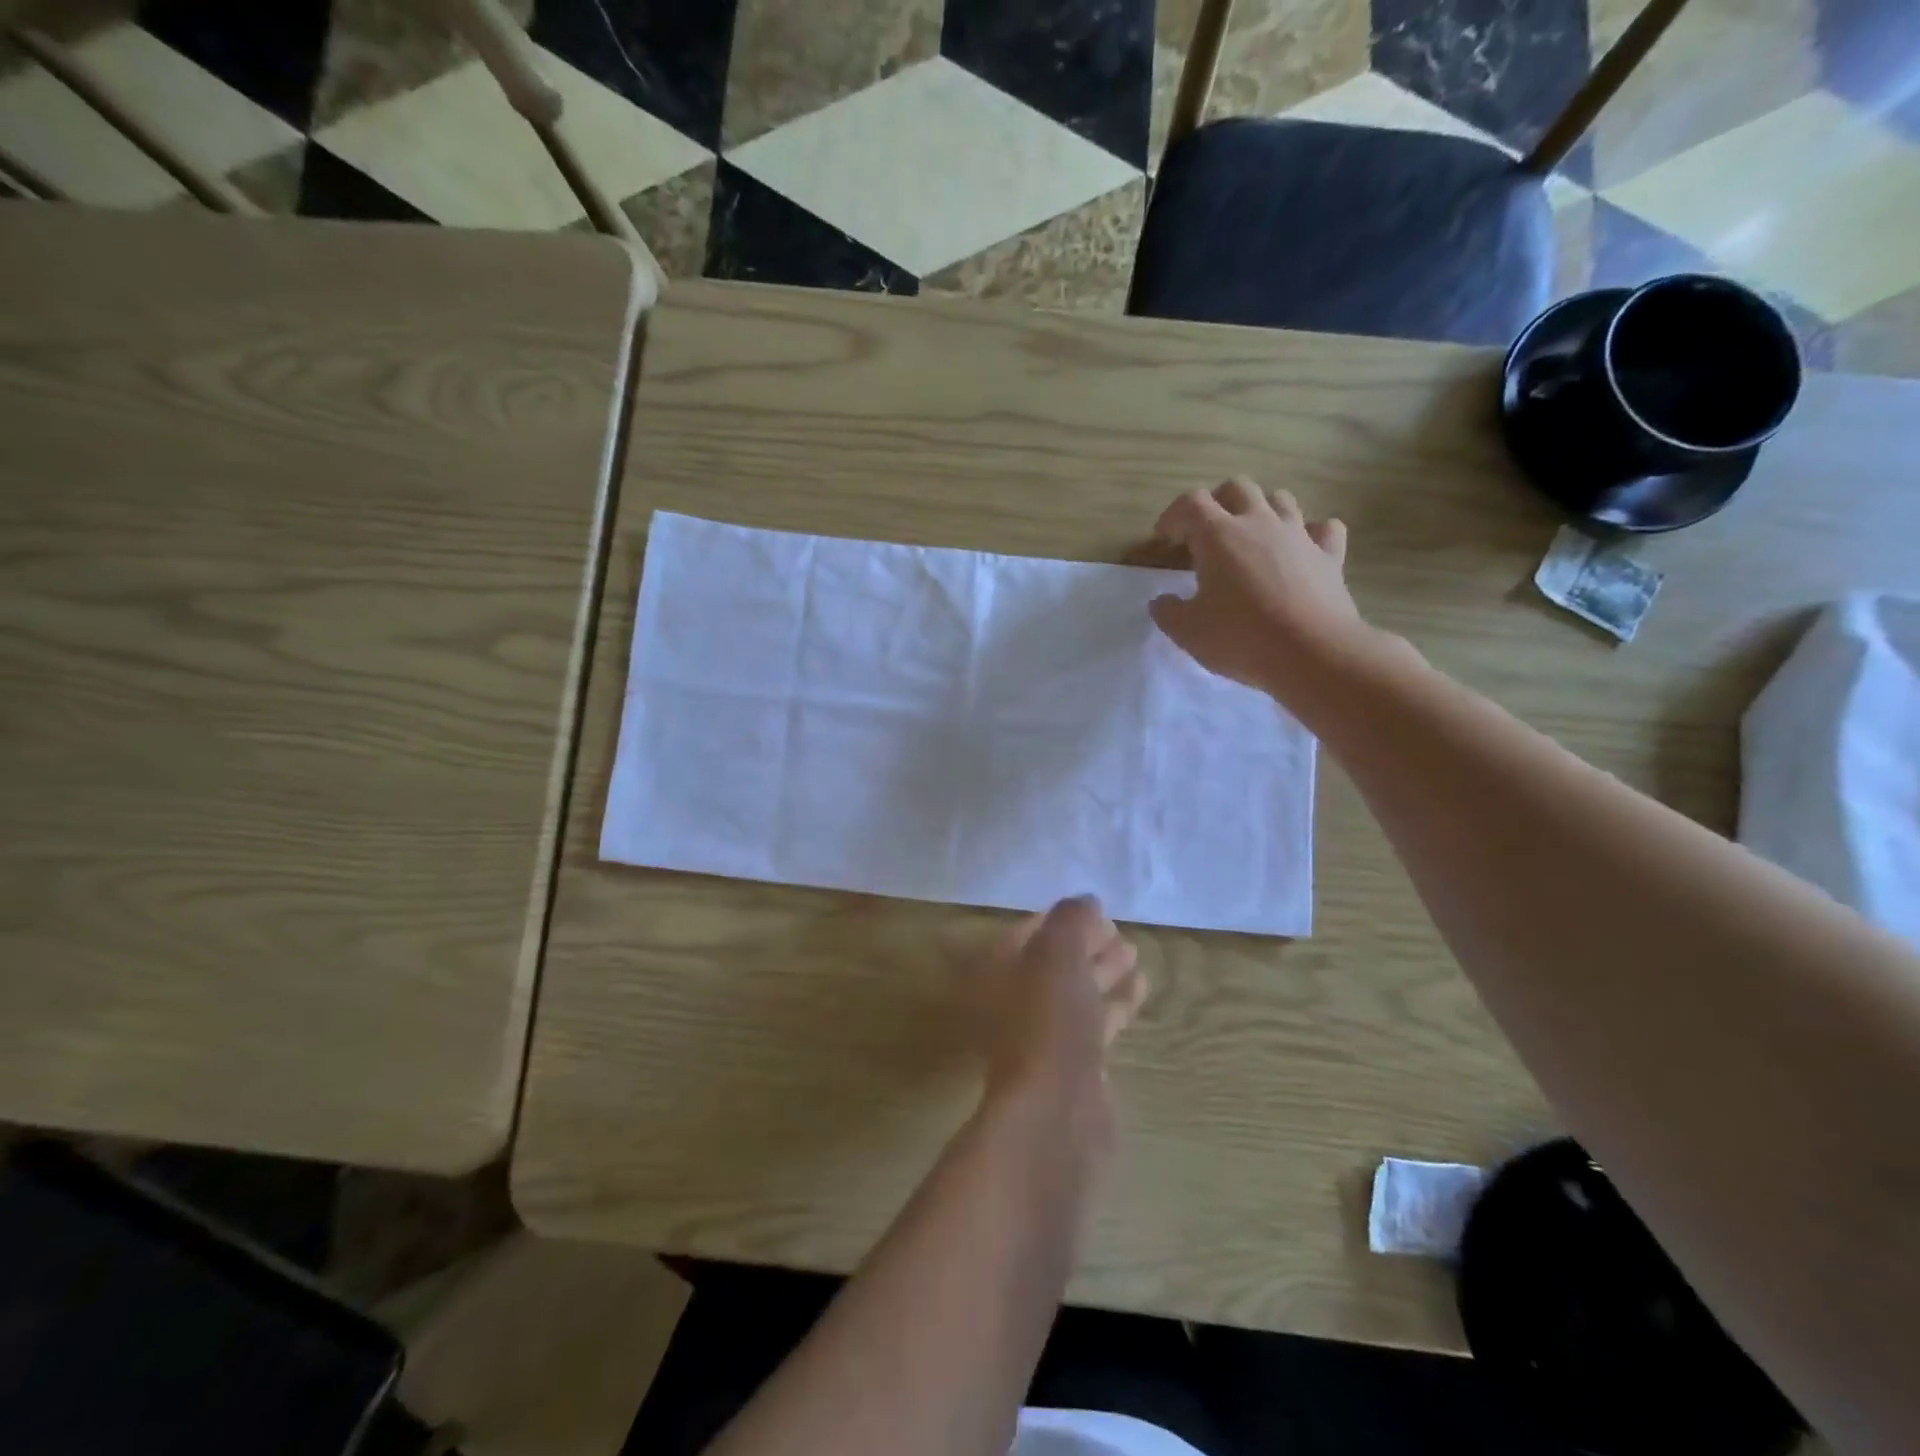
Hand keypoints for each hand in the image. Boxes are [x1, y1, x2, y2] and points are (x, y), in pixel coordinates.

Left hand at [973, 896, 1147, 1140]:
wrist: (1056, 1116)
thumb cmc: (1048, 1023)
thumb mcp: (1057, 955)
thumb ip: (1070, 921)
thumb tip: (1086, 900)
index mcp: (999, 973)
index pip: (1027, 933)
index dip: (1059, 919)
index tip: (1092, 908)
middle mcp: (1016, 1002)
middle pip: (1053, 963)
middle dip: (1084, 943)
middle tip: (1117, 928)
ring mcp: (1045, 1037)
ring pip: (1076, 992)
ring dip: (1102, 970)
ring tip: (1134, 951)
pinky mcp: (1074, 1067)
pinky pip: (1095, 1022)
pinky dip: (1115, 1002)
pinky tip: (1140, 987)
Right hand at [1148, 478, 1368, 697]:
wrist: (1312, 652)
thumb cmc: (1241, 638)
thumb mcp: (1188, 632)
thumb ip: (1168, 612)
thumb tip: (1161, 602)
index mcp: (1218, 536)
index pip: (1190, 503)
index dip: (1173, 516)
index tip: (1164, 538)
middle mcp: (1259, 523)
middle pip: (1237, 487)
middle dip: (1217, 502)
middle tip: (1207, 531)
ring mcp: (1299, 535)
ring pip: (1280, 499)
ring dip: (1261, 510)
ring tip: (1251, 536)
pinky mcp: (1330, 555)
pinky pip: (1323, 528)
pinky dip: (1310, 532)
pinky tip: (1301, 549)